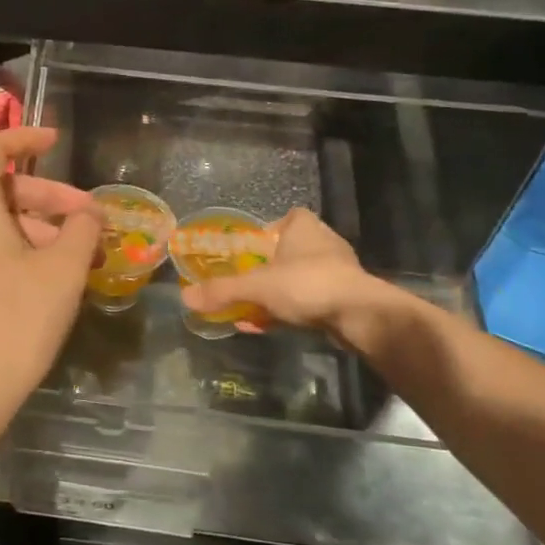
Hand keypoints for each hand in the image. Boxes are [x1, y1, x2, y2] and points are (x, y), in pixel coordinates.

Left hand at [0, 126, 101, 421]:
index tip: (57, 141)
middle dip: (48, 197)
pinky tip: (46, 280)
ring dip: (36, 228)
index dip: (24, 137)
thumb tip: (89, 214)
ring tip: (77, 257)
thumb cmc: (15, 320)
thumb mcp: (62, 270)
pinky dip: (15, 250)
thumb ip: (82, 230)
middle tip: (89, 220)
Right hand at [180, 208, 387, 345]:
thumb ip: (222, 291)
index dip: (267, 231)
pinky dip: (290, 310)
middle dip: (268, 267)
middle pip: (289, 250)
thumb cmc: (307, 285)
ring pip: (299, 277)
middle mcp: (323, 242)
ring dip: (278, 292)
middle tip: (246, 281)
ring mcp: (336, 270)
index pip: (286, 218)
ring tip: (253, 308)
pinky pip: (309, 299)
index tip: (249, 251)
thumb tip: (185, 298)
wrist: (359, 315)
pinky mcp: (344, 296)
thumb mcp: (257, 287)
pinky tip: (269, 326)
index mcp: (303, 226)